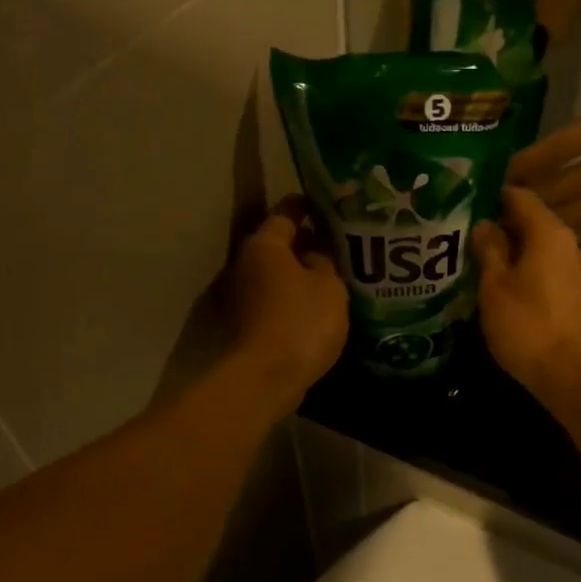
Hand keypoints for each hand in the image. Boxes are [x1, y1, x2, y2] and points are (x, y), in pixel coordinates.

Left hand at [224, 196, 348, 405]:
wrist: (267, 377)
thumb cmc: (301, 320)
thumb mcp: (329, 285)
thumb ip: (324, 261)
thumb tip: (315, 253)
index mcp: (265, 245)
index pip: (285, 213)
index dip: (306, 206)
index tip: (325, 204)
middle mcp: (246, 265)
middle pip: (278, 246)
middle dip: (304, 243)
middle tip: (337, 244)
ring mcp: (242, 298)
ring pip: (276, 276)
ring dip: (299, 275)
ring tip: (333, 277)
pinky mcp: (248, 326)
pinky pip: (276, 301)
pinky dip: (294, 300)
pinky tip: (318, 307)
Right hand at [472, 187, 580, 398]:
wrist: (572, 374)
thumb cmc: (528, 325)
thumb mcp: (495, 286)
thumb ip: (487, 250)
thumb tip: (483, 224)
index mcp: (548, 232)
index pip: (518, 196)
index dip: (489, 196)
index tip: (461, 204)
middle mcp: (567, 244)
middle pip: (528, 223)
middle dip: (496, 228)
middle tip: (460, 237)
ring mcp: (575, 272)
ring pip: (536, 250)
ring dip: (508, 255)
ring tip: (474, 264)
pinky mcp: (575, 297)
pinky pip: (544, 273)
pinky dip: (522, 274)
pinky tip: (499, 290)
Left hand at [505, 80, 580, 237]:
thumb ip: (573, 132)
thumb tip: (535, 160)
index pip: (554, 153)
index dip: (523, 168)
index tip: (500, 177)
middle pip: (560, 191)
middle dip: (527, 200)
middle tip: (501, 207)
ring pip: (576, 215)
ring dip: (544, 222)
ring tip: (519, 225)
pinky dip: (571, 231)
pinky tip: (552, 234)